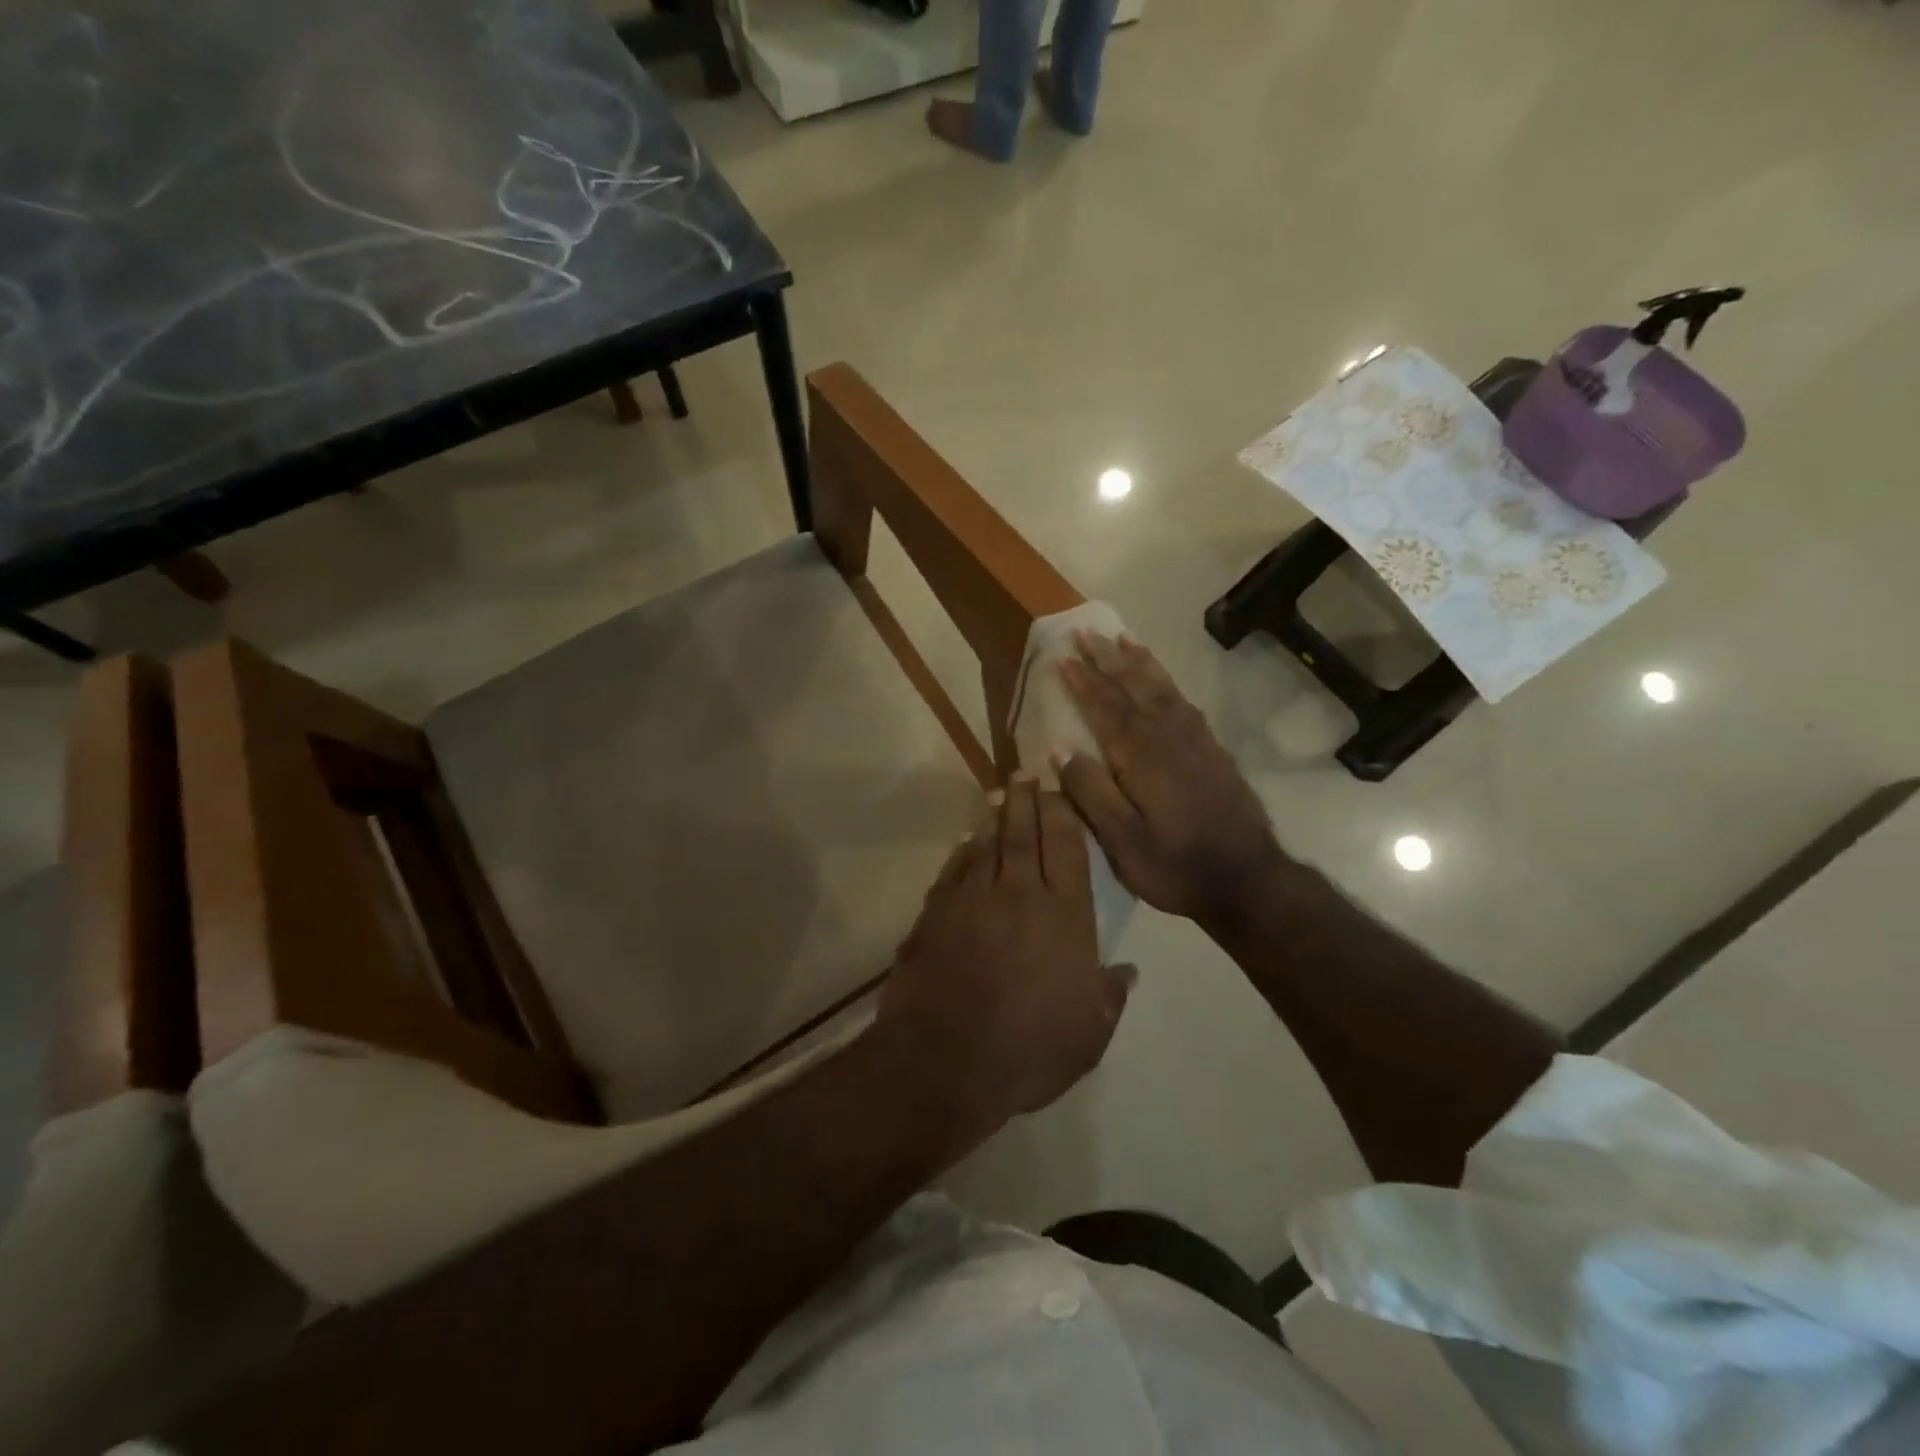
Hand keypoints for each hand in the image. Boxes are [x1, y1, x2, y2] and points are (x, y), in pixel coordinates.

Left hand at [877, 776, 1130, 1129]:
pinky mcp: (934, 916)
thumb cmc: (1029, 1050)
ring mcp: (971, 901)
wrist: (946, 1061)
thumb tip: (1126, 971)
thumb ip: (1109, 996)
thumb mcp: (1089, 1035)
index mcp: (1064, 916)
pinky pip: (953, 872)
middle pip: (1024, 835)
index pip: (1066, 848)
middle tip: (1025, 772)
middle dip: (1026, 800)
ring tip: (998, 796)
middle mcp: (1018, 895)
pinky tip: (965, 844)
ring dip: (994, 819)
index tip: (1056, 788)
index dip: (1061, 813)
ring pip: (986, 846)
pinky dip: (961, 854)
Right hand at [1057, 633, 1288, 929]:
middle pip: (1133, 687)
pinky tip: (1162, 680)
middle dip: (1108, 658)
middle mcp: (1168, 737)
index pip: (1105, 708)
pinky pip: (1183, 702)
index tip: (1062, 657)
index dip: (1082, 682)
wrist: (1248, 880)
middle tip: (1087, 631)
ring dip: (1139, 662)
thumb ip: (1090, 792)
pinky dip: (1167, 682)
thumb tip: (1058, 749)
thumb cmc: (1175, 865)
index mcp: (1140, 756)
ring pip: (1162, 689)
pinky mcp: (1213, 751)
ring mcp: (1195, 741)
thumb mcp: (1122, 840)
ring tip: (1123, 638)